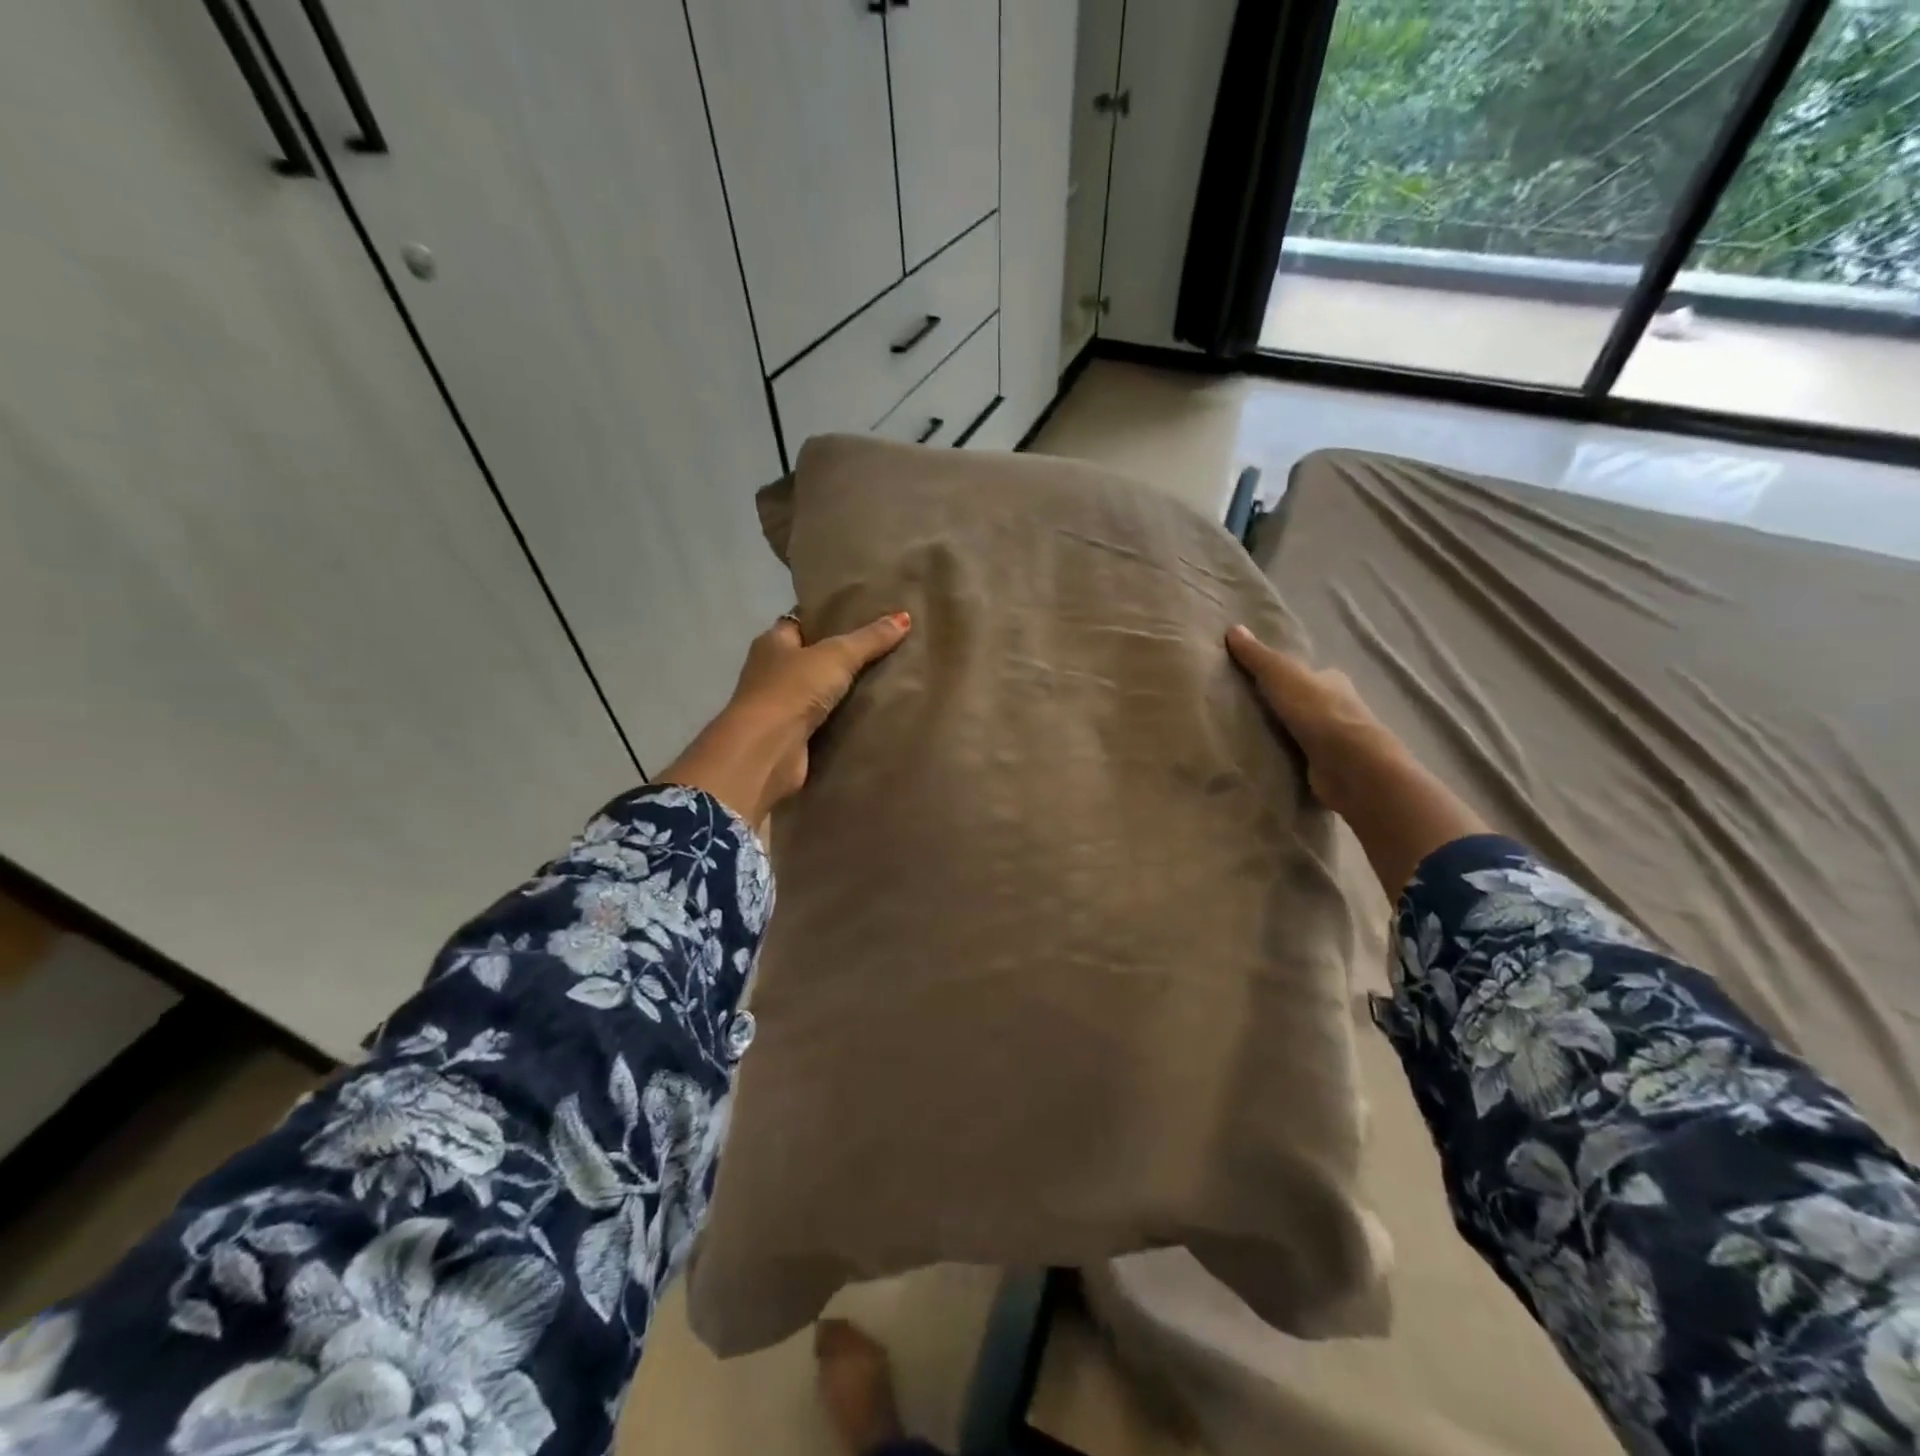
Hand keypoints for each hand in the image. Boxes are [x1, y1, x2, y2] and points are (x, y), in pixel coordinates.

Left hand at [658, 611, 911, 823]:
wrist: (767, 750)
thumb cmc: (793, 690)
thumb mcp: (837, 655)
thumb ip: (870, 639)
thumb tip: (904, 617)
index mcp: (773, 642)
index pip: (802, 621)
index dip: (829, 618)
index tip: (863, 617)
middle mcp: (771, 671)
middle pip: (811, 657)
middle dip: (842, 656)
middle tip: (884, 649)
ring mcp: (780, 705)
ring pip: (819, 691)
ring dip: (843, 690)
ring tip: (887, 680)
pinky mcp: (791, 736)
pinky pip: (823, 721)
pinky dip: (842, 719)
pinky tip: (871, 713)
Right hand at [1227, 623, 1487, 894]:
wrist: (1349, 764)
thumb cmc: (1317, 712)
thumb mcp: (1280, 675)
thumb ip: (1257, 656)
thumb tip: (1233, 628)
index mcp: (1333, 681)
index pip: (1311, 674)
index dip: (1290, 676)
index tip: (1265, 683)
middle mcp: (1341, 708)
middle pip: (1311, 703)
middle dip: (1290, 707)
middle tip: (1255, 712)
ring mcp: (1340, 741)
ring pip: (1310, 732)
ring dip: (1291, 735)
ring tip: (1256, 739)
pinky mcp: (1334, 768)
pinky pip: (1308, 759)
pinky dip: (1294, 759)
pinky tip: (1273, 763)